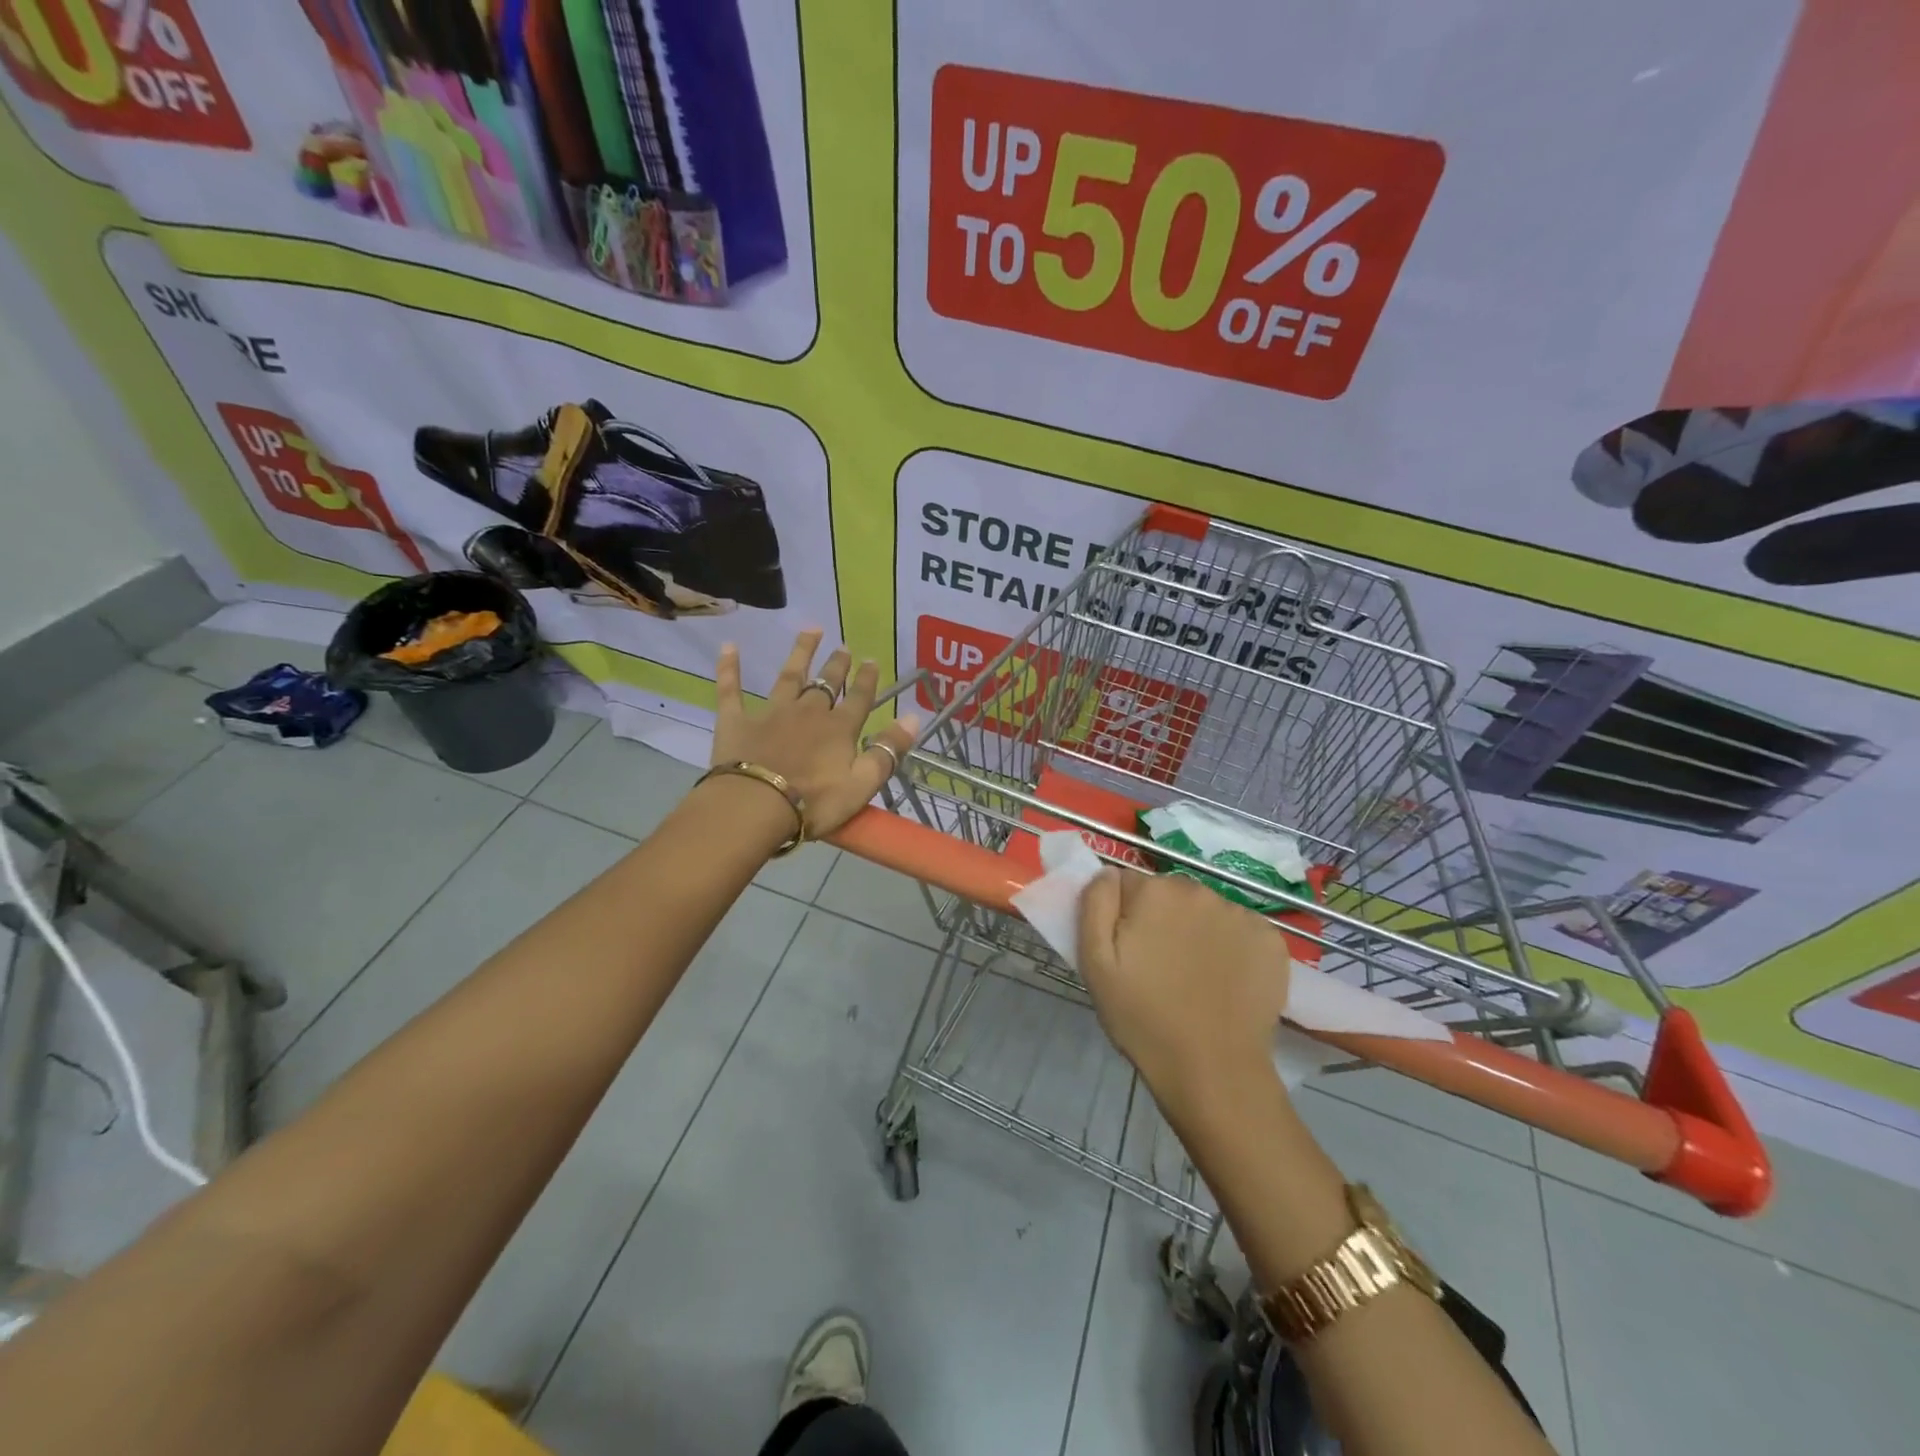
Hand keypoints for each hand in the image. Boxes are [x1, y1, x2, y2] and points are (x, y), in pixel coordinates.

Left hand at [712, 630, 919, 838]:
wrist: (754, 806)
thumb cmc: (813, 802)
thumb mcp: (862, 784)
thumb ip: (888, 751)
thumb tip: (914, 717)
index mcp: (839, 729)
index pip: (859, 699)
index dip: (867, 680)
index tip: (872, 660)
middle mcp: (808, 712)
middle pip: (826, 684)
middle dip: (837, 665)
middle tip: (844, 646)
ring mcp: (771, 713)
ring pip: (789, 676)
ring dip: (801, 652)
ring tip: (810, 630)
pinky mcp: (737, 720)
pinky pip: (731, 689)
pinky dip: (730, 668)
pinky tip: (728, 646)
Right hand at [1077, 869, 1289, 1108]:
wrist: (1213, 1071)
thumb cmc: (1143, 1018)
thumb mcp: (1095, 962)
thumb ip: (1095, 903)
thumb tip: (1107, 871)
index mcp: (1154, 891)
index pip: (1128, 885)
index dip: (1123, 916)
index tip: (1128, 951)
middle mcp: (1199, 890)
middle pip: (1169, 894)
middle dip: (1161, 919)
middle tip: (1158, 966)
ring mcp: (1240, 914)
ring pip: (1205, 911)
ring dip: (1196, 931)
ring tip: (1193, 977)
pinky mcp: (1271, 940)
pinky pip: (1240, 930)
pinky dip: (1232, 946)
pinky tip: (1226, 980)